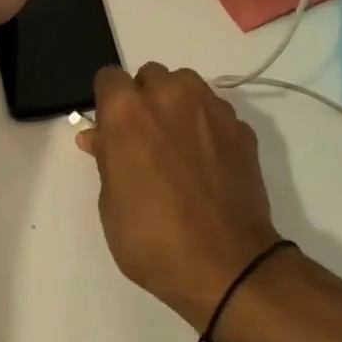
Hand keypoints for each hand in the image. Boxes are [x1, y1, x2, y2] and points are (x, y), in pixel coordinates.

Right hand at [78, 63, 285, 336]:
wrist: (226, 266)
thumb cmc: (152, 238)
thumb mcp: (110, 203)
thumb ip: (106, 158)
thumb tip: (99, 136)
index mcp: (128, 111)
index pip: (108, 78)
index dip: (106, 102)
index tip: (109, 130)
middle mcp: (170, 96)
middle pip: (150, 76)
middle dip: (143, 99)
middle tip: (143, 140)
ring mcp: (211, 109)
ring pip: (186, 85)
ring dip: (176, 104)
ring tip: (177, 144)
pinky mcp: (241, 128)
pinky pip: (215, 112)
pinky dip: (206, 125)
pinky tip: (206, 161)